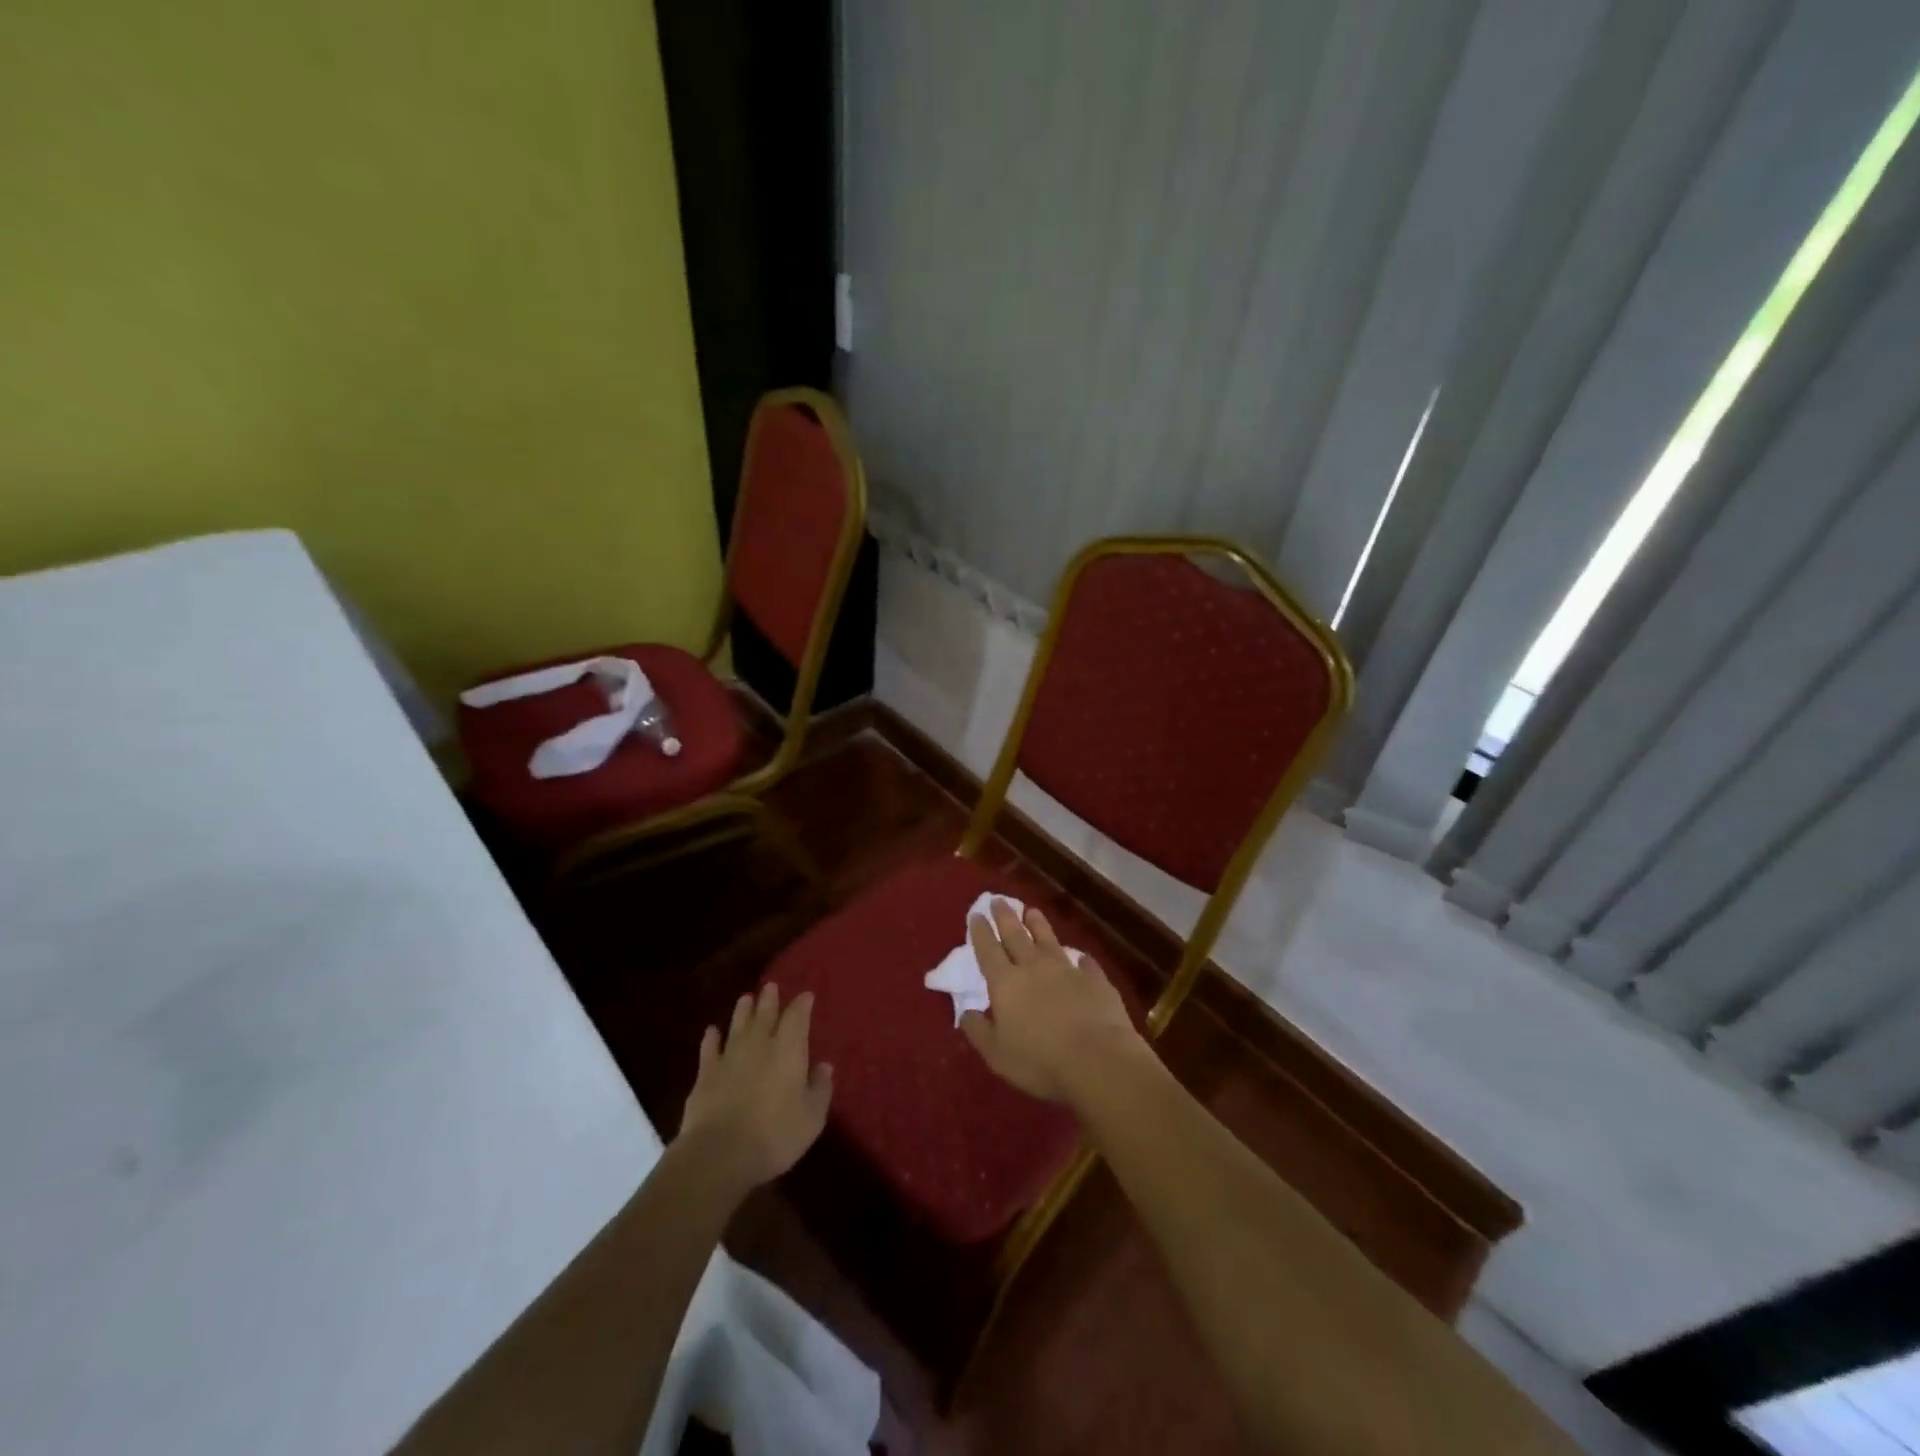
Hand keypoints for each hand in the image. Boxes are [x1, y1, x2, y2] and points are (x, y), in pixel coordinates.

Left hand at [676, 984, 832, 1194]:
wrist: (719, 1153)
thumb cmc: (775, 1134)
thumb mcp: (811, 1117)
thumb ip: (820, 1088)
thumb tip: (825, 1066)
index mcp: (788, 1050)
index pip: (797, 1018)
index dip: (802, 1005)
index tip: (806, 995)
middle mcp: (759, 1045)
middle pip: (765, 1015)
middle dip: (770, 1000)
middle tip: (771, 986)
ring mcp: (730, 1058)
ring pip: (737, 1026)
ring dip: (742, 1011)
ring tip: (746, 998)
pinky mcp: (706, 1075)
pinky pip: (709, 1049)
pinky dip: (711, 1038)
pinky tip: (711, 1031)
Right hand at [959, 900, 1147, 1102]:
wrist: (1098, 1060)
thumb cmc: (1040, 1060)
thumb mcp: (997, 1054)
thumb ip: (979, 1031)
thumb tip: (966, 1012)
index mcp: (1006, 983)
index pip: (988, 950)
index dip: (981, 931)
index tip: (976, 913)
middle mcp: (1034, 967)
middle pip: (1016, 935)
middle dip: (1005, 916)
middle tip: (998, 900)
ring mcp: (1067, 970)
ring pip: (1048, 939)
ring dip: (1038, 924)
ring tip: (1032, 910)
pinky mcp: (1095, 980)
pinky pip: (1085, 963)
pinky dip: (1080, 958)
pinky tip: (1080, 957)